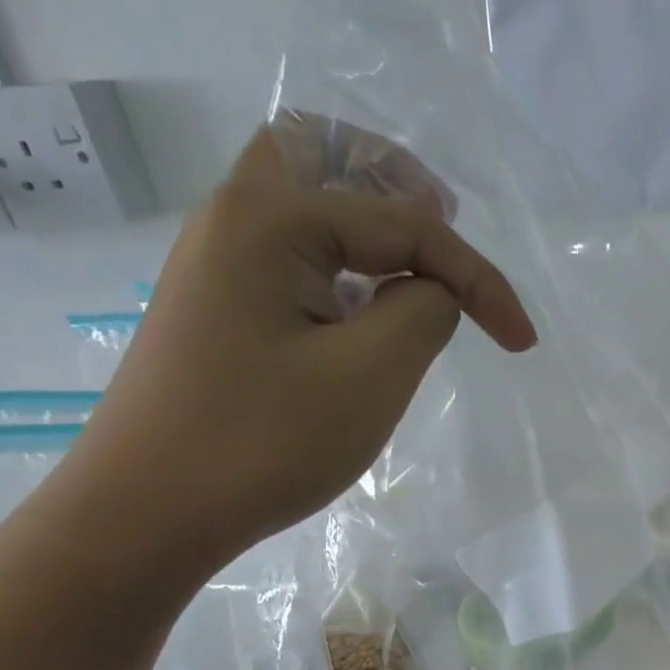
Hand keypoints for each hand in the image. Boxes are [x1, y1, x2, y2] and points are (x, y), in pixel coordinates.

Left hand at [57, 126, 535, 579]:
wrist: (147, 514)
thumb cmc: (263, 441)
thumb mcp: (371, 375)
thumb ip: (424, 311)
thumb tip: (431, 291)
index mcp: (271, 220)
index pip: (405, 224)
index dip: (479, 279)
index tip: (522, 343)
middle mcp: (234, 221)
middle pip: (321, 155)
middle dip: (396, 182)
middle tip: (445, 225)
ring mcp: (216, 266)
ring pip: (302, 207)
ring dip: (364, 221)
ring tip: (417, 266)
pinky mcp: (216, 311)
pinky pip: (288, 259)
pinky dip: (338, 265)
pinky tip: (364, 313)